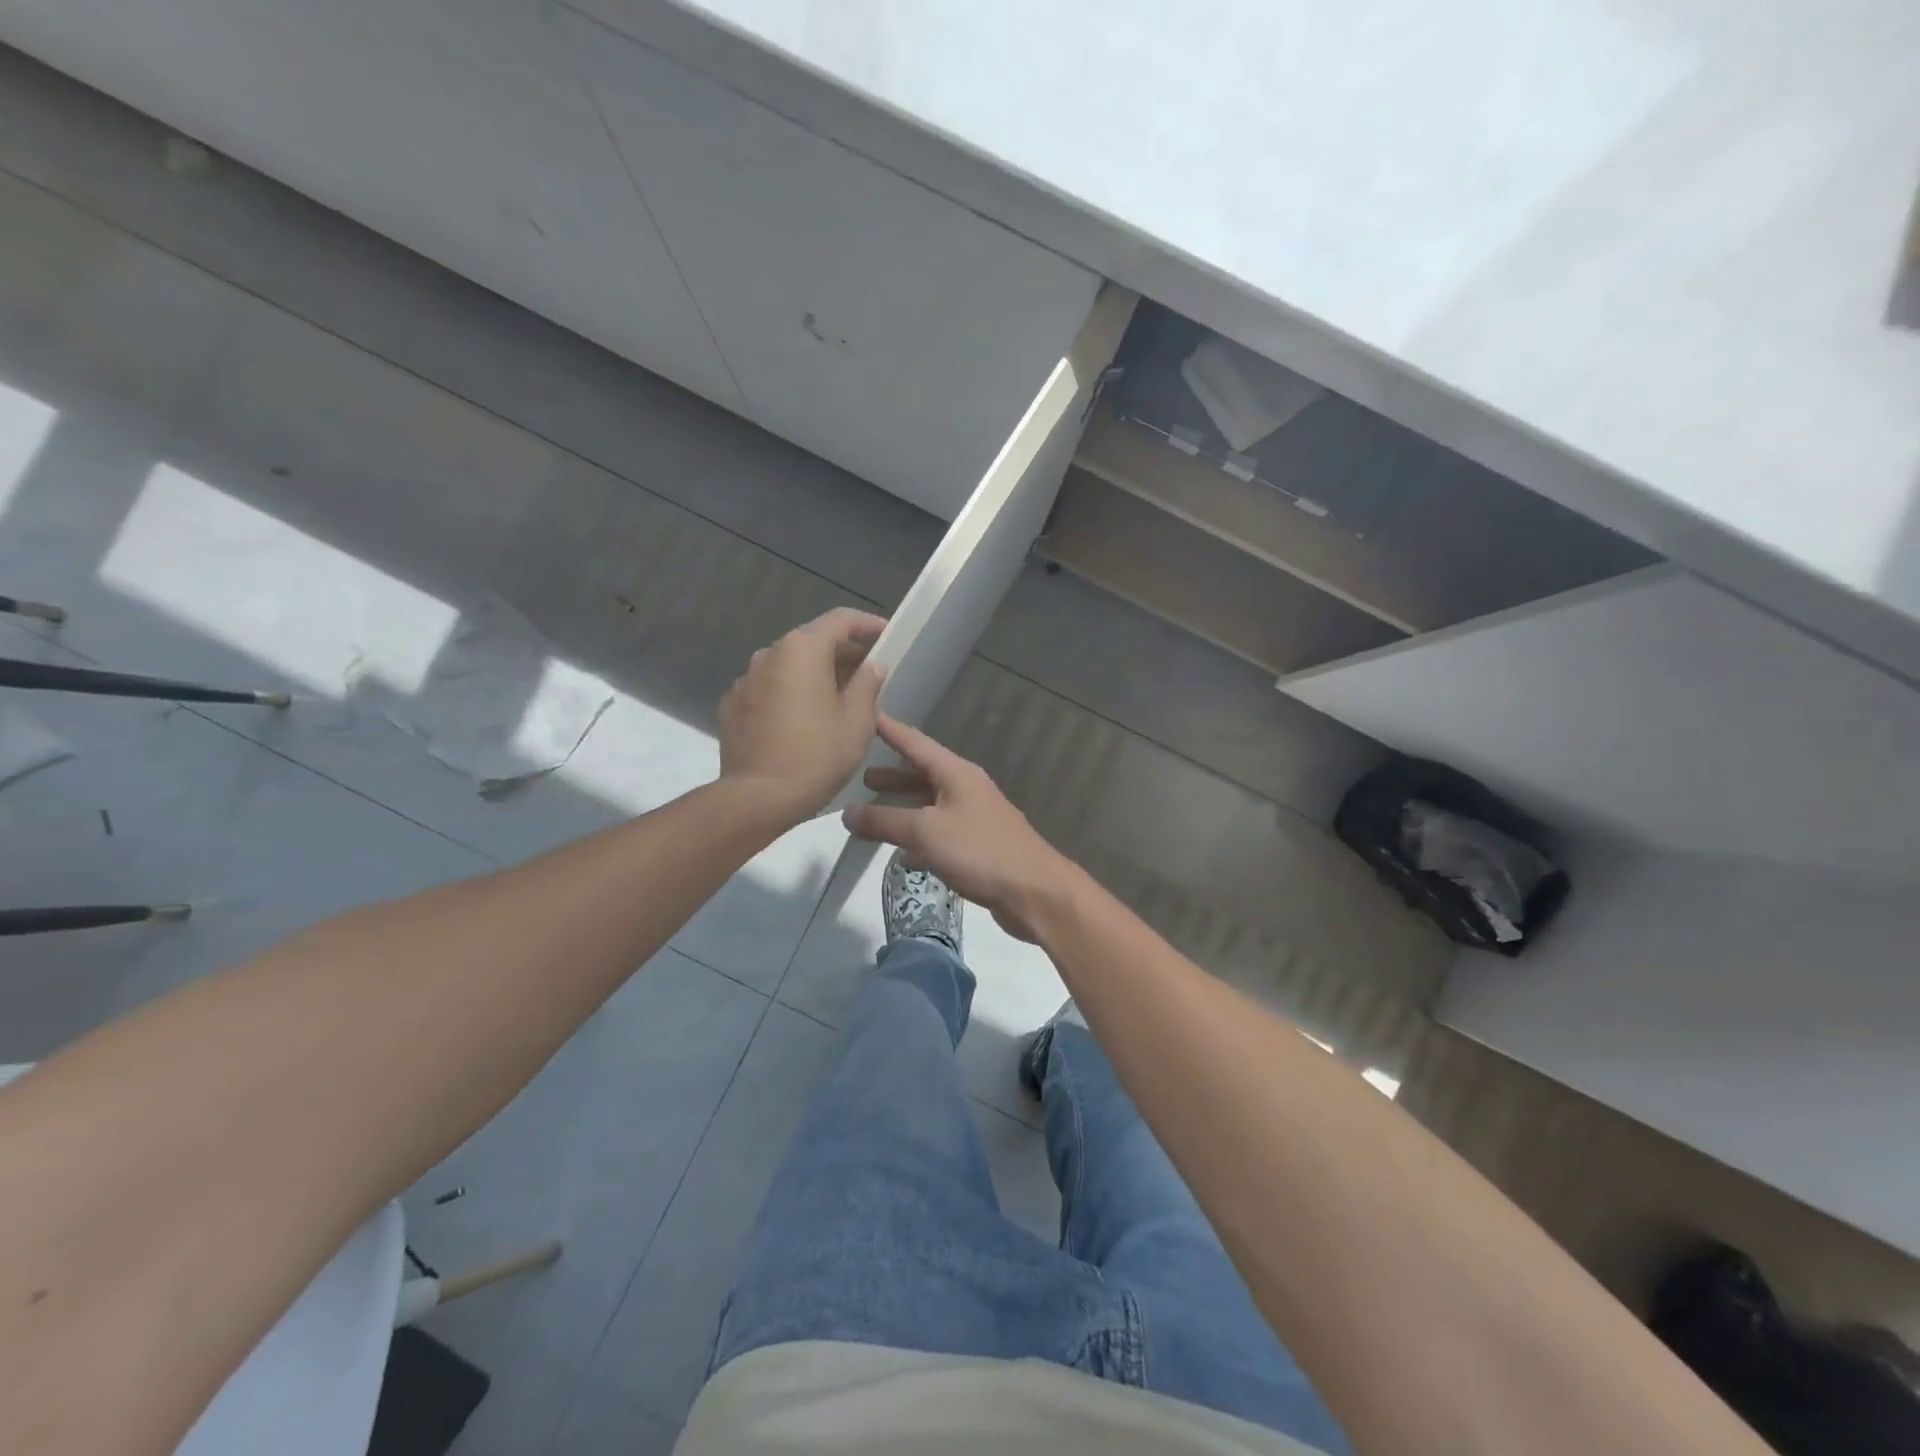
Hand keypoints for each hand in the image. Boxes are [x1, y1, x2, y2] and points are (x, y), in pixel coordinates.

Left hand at [718, 608, 886, 821]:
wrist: (757, 798)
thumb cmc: (817, 756)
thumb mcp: (857, 721)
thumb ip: (867, 684)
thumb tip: (871, 665)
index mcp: (802, 650)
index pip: (840, 620)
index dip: (867, 624)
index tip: (886, 635)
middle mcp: (769, 654)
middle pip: (812, 641)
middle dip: (842, 653)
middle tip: (867, 673)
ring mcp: (746, 679)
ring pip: (789, 666)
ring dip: (814, 674)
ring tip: (836, 698)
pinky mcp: (733, 705)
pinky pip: (770, 688)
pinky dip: (790, 693)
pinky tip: (803, 719)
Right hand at [843, 714, 1078, 941]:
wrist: (1034, 891)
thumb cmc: (980, 851)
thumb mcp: (925, 831)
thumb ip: (884, 821)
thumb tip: (847, 813)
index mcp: (956, 774)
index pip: (916, 743)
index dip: (890, 730)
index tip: (866, 714)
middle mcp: (967, 789)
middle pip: (923, 774)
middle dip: (893, 775)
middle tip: (861, 776)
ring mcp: (976, 818)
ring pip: (931, 805)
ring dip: (904, 807)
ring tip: (873, 812)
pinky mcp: (979, 847)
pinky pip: (941, 833)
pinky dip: (920, 837)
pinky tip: (903, 854)